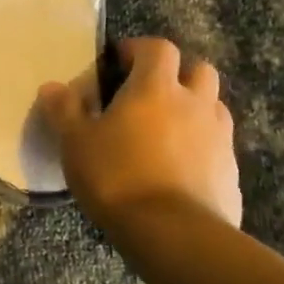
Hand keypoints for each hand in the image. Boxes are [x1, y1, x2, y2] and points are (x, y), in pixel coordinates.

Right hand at [38, 39, 241, 227]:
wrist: (175, 235)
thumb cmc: (117, 177)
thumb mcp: (75, 142)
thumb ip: (64, 110)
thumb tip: (51, 87)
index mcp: (156, 87)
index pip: (158, 48)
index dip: (140, 49)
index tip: (120, 63)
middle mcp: (195, 104)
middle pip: (199, 70)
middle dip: (178, 75)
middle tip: (151, 93)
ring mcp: (220, 138)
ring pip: (214, 107)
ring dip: (195, 109)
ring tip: (167, 131)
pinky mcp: (232, 173)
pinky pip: (219, 147)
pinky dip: (203, 148)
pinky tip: (181, 170)